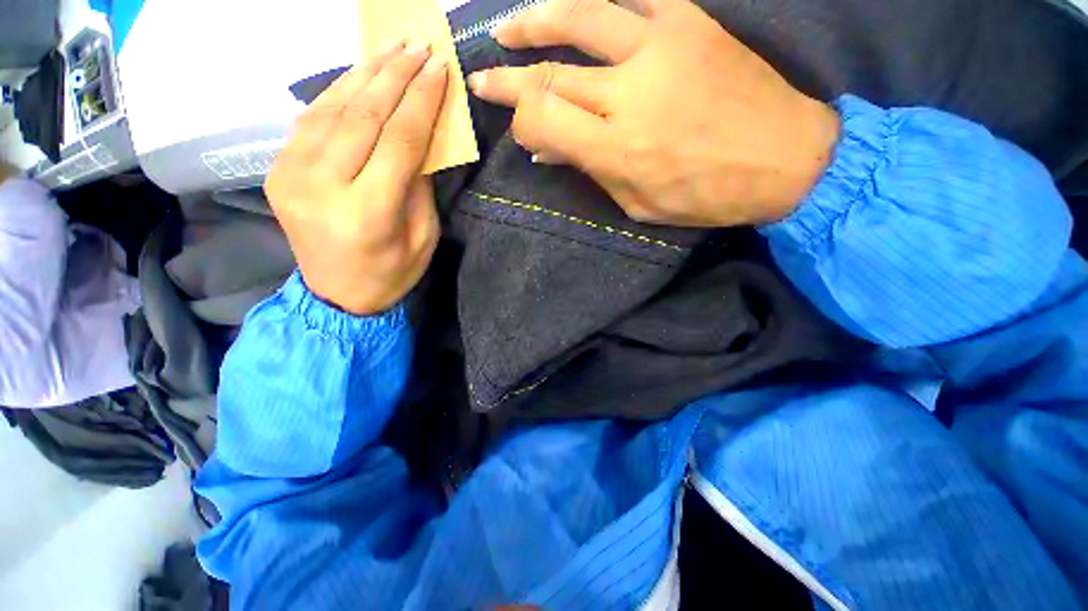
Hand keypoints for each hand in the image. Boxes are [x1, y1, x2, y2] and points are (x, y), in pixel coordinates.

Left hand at [266, 41, 447, 314]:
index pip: (399, 140)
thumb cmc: (391, 274)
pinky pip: (310, 120)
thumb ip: (419, 186)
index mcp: (368, 211)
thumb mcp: (423, 237)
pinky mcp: (278, 170)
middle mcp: (323, 185)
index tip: (439, 69)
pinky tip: (358, 77)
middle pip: (363, 114)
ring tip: (391, 49)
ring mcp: (291, 174)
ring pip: (331, 108)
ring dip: (365, 74)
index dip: (421, 100)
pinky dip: (337, 93)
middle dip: (395, 75)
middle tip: (418, 45)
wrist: (337, 296)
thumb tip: (420, 139)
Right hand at [467, 0, 840, 226]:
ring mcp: (660, 46)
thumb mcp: (637, 203)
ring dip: (537, 21)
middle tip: (484, 75)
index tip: (516, 128)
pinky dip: (595, 4)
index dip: (520, 121)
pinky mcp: (689, 22)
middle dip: (509, 78)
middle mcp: (628, 91)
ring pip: (579, 17)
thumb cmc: (704, 196)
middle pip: (550, 74)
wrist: (784, 158)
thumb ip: (592, 172)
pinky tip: (575, 12)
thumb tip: (550, 151)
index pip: (542, 120)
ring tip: (511, 26)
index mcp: (615, 147)